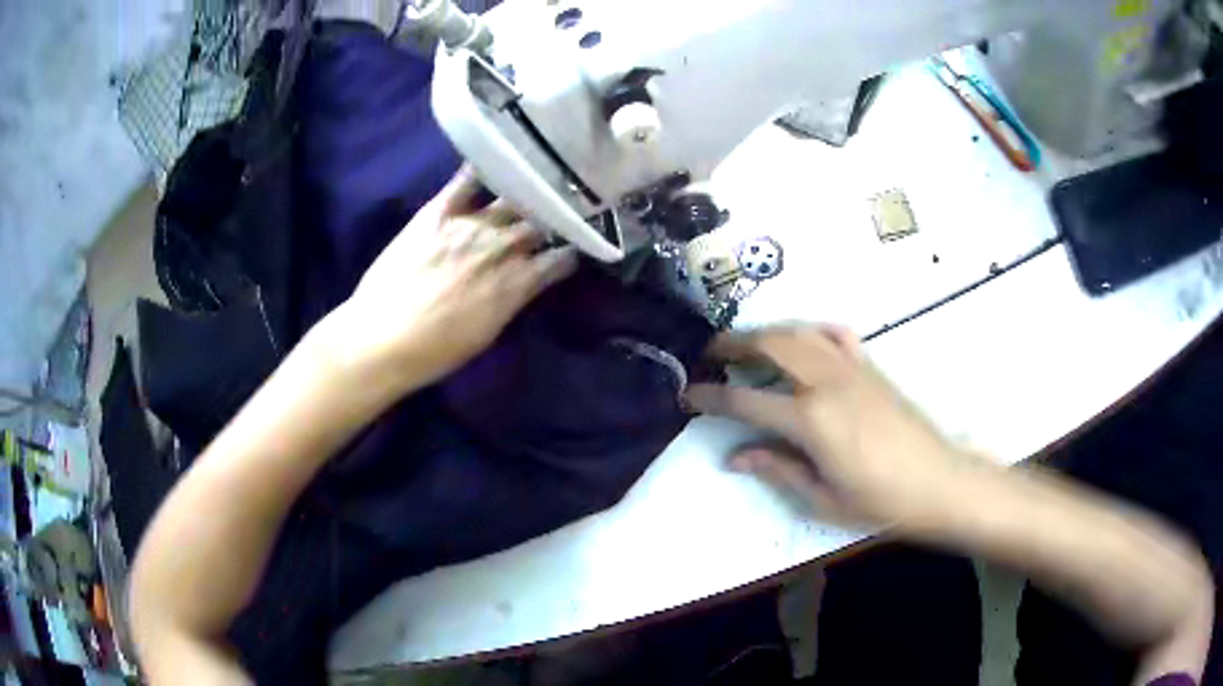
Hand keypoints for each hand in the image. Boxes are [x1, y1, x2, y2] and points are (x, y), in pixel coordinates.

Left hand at [330, 167, 577, 390]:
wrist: (382, 337)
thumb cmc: (435, 351)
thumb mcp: (487, 334)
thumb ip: (511, 301)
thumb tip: (524, 282)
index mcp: (517, 283)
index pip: (560, 259)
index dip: (570, 251)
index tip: (574, 247)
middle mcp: (501, 247)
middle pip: (539, 224)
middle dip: (552, 218)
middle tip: (556, 211)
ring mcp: (470, 225)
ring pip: (512, 200)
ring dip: (527, 193)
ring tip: (535, 183)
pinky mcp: (438, 212)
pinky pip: (466, 181)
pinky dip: (482, 168)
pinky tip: (494, 155)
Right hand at [686, 326, 988, 528]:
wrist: (937, 482)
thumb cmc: (879, 500)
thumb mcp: (821, 497)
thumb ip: (776, 468)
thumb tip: (735, 456)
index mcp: (811, 420)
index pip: (746, 398)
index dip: (711, 395)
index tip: (688, 393)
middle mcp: (827, 382)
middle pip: (770, 345)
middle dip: (733, 344)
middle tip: (709, 355)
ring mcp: (852, 368)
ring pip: (799, 333)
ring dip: (766, 333)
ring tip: (745, 346)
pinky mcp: (870, 367)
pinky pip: (836, 334)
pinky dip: (812, 331)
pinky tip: (802, 342)